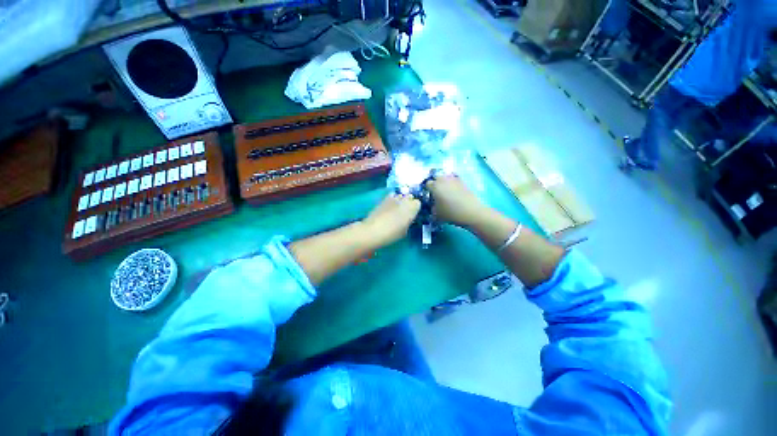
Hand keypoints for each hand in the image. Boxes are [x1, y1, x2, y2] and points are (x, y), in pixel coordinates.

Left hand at [361, 194, 420, 245]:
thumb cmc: (392, 234)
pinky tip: (389, 206)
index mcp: (412, 209)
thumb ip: (408, 222)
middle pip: (410, 197)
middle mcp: (404, 201)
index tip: (413, 214)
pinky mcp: (384, 198)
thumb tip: (407, 219)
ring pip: (400, 195)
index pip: (418, 203)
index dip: (415, 208)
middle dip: (408, 202)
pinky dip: (392, 199)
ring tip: (396, 208)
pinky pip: (391, 195)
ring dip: (400, 200)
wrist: (374, 231)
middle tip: (405, 211)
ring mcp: (393, 198)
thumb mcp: (404, 231)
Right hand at [427, 174, 488, 227]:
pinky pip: (454, 180)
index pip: (427, 184)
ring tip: (446, 192)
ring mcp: (454, 179)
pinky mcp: (463, 182)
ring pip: (446, 178)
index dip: (428, 190)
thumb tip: (433, 204)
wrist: (471, 212)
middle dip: (436, 184)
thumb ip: (432, 207)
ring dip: (444, 183)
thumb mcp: (437, 213)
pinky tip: (454, 192)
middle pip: (436, 178)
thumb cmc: (451, 213)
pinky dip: (453, 184)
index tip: (430, 196)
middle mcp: (443, 180)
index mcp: (435, 186)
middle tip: (437, 193)